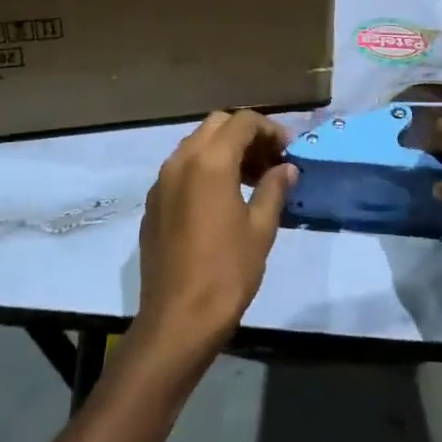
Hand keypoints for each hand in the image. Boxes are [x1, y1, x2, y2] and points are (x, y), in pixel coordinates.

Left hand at [134, 110, 295, 362]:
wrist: (177, 319)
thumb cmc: (227, 272)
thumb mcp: (261, 229)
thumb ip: (274, 189)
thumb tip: (287, 168)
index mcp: (210, 162)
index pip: (243, 122)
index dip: (270, 129)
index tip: (288, 150)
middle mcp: (181, 161)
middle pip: (217, 125)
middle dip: (246, 134)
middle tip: (270, 161)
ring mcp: (162, 181)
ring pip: (196, 144)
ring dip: (225, 150)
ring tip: (251, 180)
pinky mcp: (153, 203)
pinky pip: (181, 168)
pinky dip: (204, 168)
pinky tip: (222, 199)